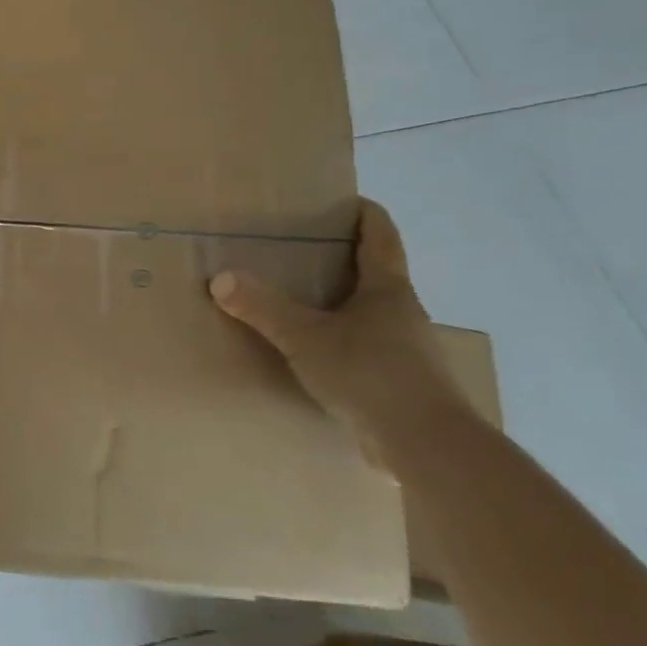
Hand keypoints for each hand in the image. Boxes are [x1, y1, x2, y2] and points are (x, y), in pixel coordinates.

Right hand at [210, 199, 467, 459]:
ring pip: (372, 317)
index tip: (347, 201)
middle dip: (344, 262)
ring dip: (344, 307)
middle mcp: (404, 314)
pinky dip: (345, 345)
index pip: (381, 237)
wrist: (427, 445)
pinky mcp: (402, 385)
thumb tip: (220, 279)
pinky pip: (368, 352)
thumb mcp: (304, 337)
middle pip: (376, 276)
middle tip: (303, 253)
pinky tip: (318, 358)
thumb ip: (262, 308)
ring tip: (303, 307)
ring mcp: (408, 351)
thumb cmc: (370, 373)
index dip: (365, 215)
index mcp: (388, 290)